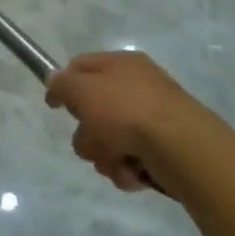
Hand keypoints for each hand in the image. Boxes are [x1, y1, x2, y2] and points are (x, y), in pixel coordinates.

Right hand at [45, 50, 195, 193]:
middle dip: (86, 132)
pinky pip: (126, 160)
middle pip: (92, 111)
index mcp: (122, 65)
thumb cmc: (126, 110)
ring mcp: (151, 120)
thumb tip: (55, 81)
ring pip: (105, 140)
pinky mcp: (161, 150)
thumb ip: (61, 83)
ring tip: (117, 158)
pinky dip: (124, 168)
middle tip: (93, 135)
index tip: (53, 105)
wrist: (181, 148)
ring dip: (103, 154)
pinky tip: (132, 170)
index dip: (63, 84)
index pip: (81, 66)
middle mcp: (138, 89)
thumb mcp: (82, 89)